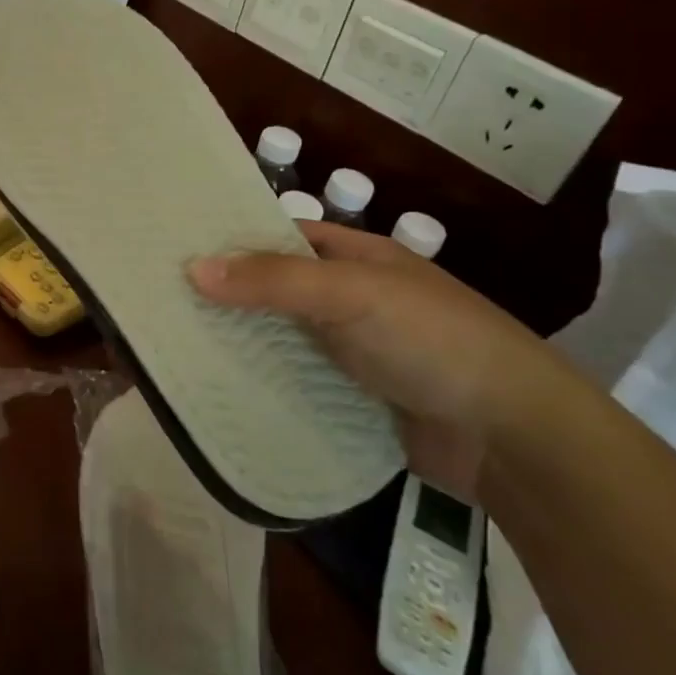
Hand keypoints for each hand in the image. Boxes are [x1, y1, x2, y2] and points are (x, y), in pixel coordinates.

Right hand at [188, 223, 558, 499]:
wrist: (514, 439)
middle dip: (227, 293)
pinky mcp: (352, 397)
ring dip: (240, 339)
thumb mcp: (351, 294)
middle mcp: (350, 298)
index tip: (175, 247)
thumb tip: (192, 267)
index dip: (232, 238)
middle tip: (161, 299)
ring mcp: (352, 349)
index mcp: (357, 257)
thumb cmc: (433, 341)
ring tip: (173, 342)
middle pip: (276, 288)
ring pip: (281, 336)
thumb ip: (273, 279)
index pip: (281, 235)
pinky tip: (217, 385)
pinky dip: (262, 380)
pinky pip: (295, 379)